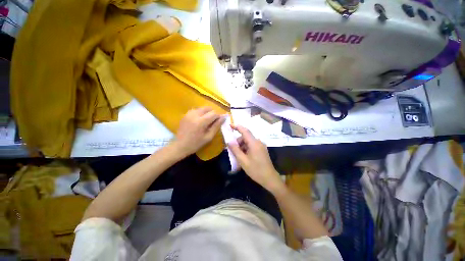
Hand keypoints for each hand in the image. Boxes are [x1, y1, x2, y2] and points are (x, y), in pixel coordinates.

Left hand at [173, 107, 224, 157]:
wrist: (180, 145)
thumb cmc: (196, 143)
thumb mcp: (209, 137)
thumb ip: (216, 126)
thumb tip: (223, 118)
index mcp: (201, 122)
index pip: (214, 113)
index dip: (218, 116)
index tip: (220, 121)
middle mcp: (194, 115)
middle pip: (208, 108)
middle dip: (212, 113)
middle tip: (213, 121)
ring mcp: (189, 113)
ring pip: (202, 108)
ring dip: (206, 113)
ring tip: (206, 121)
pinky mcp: (185, 114)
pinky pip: (196, 110)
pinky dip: (200, 113)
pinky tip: (199, 120)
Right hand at [228, 125, 283, 191]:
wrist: (269, 178)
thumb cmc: (255, 170)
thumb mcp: (243, 161)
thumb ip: (235, 150)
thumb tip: (229, 142)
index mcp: (254, 143)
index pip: (245, 131)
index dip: (237, 127)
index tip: (230, 125)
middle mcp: (258, 142)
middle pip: (246, 137)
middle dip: (238, 141)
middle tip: (233, 150)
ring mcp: (261, 145)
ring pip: (248, 141)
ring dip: (242, 146)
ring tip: (239, 156)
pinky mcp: (262, 149)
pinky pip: (252, 145)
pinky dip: (246, 148)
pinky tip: (244, 156)